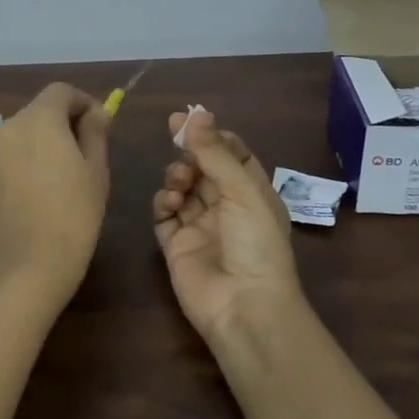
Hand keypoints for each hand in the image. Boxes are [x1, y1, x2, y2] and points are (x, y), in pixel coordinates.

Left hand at [0, 83, 110, 307]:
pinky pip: (6, 160)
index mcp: (38, 119)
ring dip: (40, 144)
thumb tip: (95, 111)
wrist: (30, 267)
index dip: (83, 102)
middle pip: (38, 111)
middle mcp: (7, 128)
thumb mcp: (96, 169)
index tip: (99, 124)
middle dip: (61, 123)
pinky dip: (22, 165)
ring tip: (59, 176)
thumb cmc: (74, 214)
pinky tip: (35, 195)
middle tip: (84, 152)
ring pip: (20, 136)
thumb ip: (95, 131)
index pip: (61, 92)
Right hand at [152, 109, 302, 341]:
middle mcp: (226, 206)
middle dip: (190, 150)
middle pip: (203, 167)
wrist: (242, 305)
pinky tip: (169, 203)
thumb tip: (196, 114)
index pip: (232, 154)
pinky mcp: (176, 244)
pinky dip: (163, 202)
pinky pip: (164, 214)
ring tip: (179, 182)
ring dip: (177, 175)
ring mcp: (199, 226)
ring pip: (182, 187)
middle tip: (174, 134)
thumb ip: (215, 152)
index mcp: (252, 193)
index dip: (213, 136)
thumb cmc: (254, 242)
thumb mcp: (242, 190)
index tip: (191, 119)